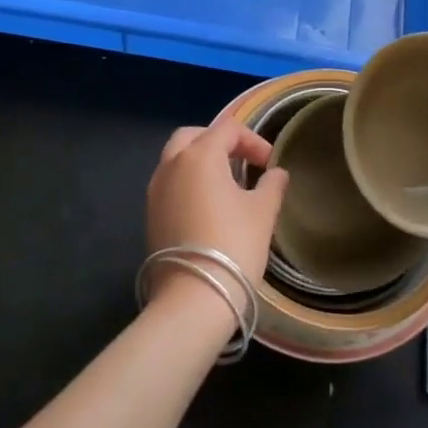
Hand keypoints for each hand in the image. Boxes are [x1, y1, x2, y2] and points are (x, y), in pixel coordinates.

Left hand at [145, 117, 286, 302]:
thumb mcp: (262, 212)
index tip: (269, 164)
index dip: (252, 141)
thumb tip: (276, 173)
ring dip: (200, 161)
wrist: (193, 298)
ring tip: (225, 184)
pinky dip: (187, 182)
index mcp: (200, 155)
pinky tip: (206, 206)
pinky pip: (169, 183)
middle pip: (194, 136)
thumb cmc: (234, 245)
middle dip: (218, 142)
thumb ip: (271, 185)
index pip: (228, 129)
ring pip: (176, 158)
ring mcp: (156, 190)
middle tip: (241, 161)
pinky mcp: (150, 214)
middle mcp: (172, 164)